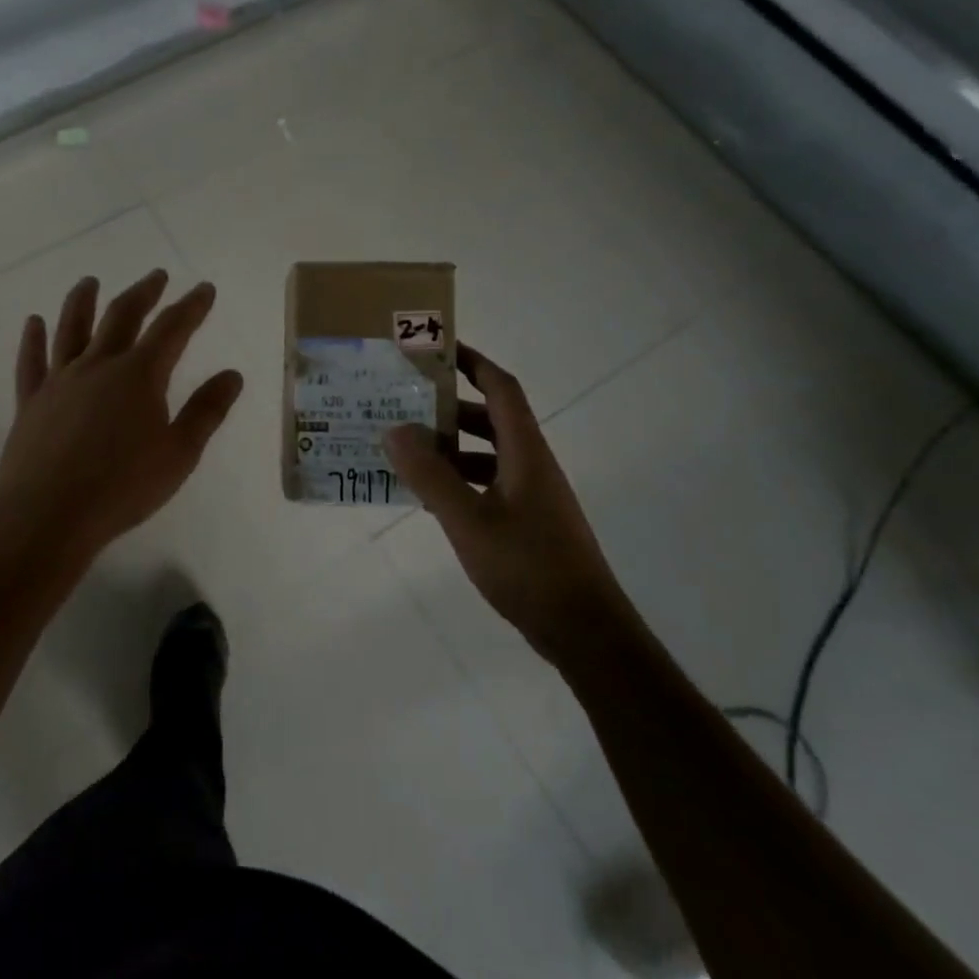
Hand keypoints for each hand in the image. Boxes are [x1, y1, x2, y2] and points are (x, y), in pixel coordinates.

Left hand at [0, 269, 243, 566]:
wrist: (48, 515)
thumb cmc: (122, 487)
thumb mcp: (179, 453)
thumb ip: (206, 411)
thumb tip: (232, 374)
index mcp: (139, 375)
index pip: (172, 329)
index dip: (191, 306)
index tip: (204, 288)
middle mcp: (98, 366)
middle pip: (122, 317)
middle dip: (143, 293)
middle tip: (157, 276)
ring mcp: (60, 381)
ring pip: (71, 328)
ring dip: (83, 301)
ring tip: (90, 281)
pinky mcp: (31, 402)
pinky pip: (31, 362)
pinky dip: (32, 339)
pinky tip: (33, 322)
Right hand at [385, 345, 618, 660]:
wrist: (583, 630)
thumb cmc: (528, 566)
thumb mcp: (468, 519)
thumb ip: (430, 475)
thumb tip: (395, 429)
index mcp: (525, 451)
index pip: (501, 388)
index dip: (472, 362)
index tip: (437, 348)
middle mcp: (531, 464)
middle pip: (491, 418)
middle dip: (451, 407)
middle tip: (406, 402)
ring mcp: (532, 495)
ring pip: (487, 454)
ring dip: (451, 447)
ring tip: (407, 449)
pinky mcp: (527, 523)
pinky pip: (487, 484)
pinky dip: (458, 480)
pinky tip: (429, 497)